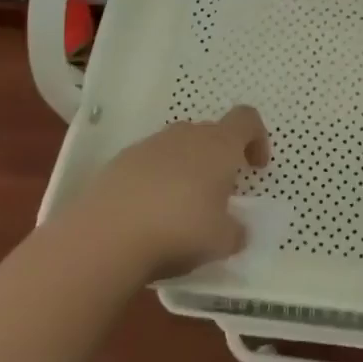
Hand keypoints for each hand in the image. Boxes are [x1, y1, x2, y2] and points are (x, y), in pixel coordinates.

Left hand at [79, 106, 269, 280]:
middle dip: (218, 159)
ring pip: (177, 148)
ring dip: (186, 170)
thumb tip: (236, 230)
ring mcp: (149, 146)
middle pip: (210, 133)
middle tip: (217, 196)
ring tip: (180, 209)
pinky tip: (148, 215)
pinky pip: (148, 164)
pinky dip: (155, 181)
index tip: (255, 168)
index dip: (257, 138)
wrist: (105, 236)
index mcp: (219, 145)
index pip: (247, 119)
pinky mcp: (119, 162)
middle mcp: (186, 135)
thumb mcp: (222, 241)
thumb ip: (236, 232)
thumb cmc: (179, 230)